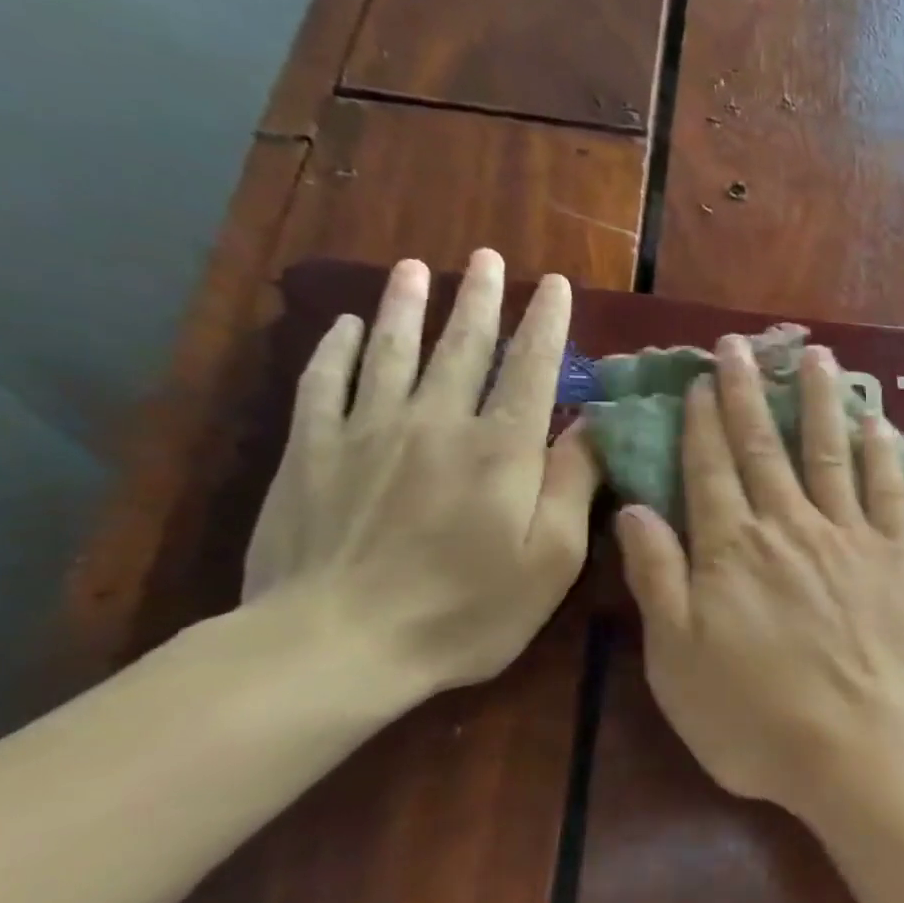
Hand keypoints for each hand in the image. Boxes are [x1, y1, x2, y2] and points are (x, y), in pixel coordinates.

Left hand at [243, 249, 598, 695]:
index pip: (531, 369)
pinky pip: (323, 383)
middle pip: (462, 347)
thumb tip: (593, 426)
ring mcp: (366, 432)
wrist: (335, 645)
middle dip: (481, 299)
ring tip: (418, 268)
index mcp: (501, 450)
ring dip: (409, 306)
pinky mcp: (310, 452)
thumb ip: (573, 485)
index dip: (547, 323)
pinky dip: (337, 349)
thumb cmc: (464, 611)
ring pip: (392, 351)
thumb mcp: (550, 562)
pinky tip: (347, 326)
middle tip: (488, 257)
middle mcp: (437, 422)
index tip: (556, 285)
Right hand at [614, 335, 903, 817]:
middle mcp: (788, 527)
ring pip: (828, 452)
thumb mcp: (677, 661)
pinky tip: (875, 420)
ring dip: (817, 401)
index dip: (703, 421)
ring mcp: (848, 536)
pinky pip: (889, 490)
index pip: (709, 469)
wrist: (861, 748)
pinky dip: (882, 452)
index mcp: (730, 550)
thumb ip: (657, 579)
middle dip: (748, 393)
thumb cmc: (757, 719)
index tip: (701, 380)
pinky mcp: (898, 556)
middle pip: (763, 448)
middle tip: (740, 347)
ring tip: (813, 356)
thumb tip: (634, 510)